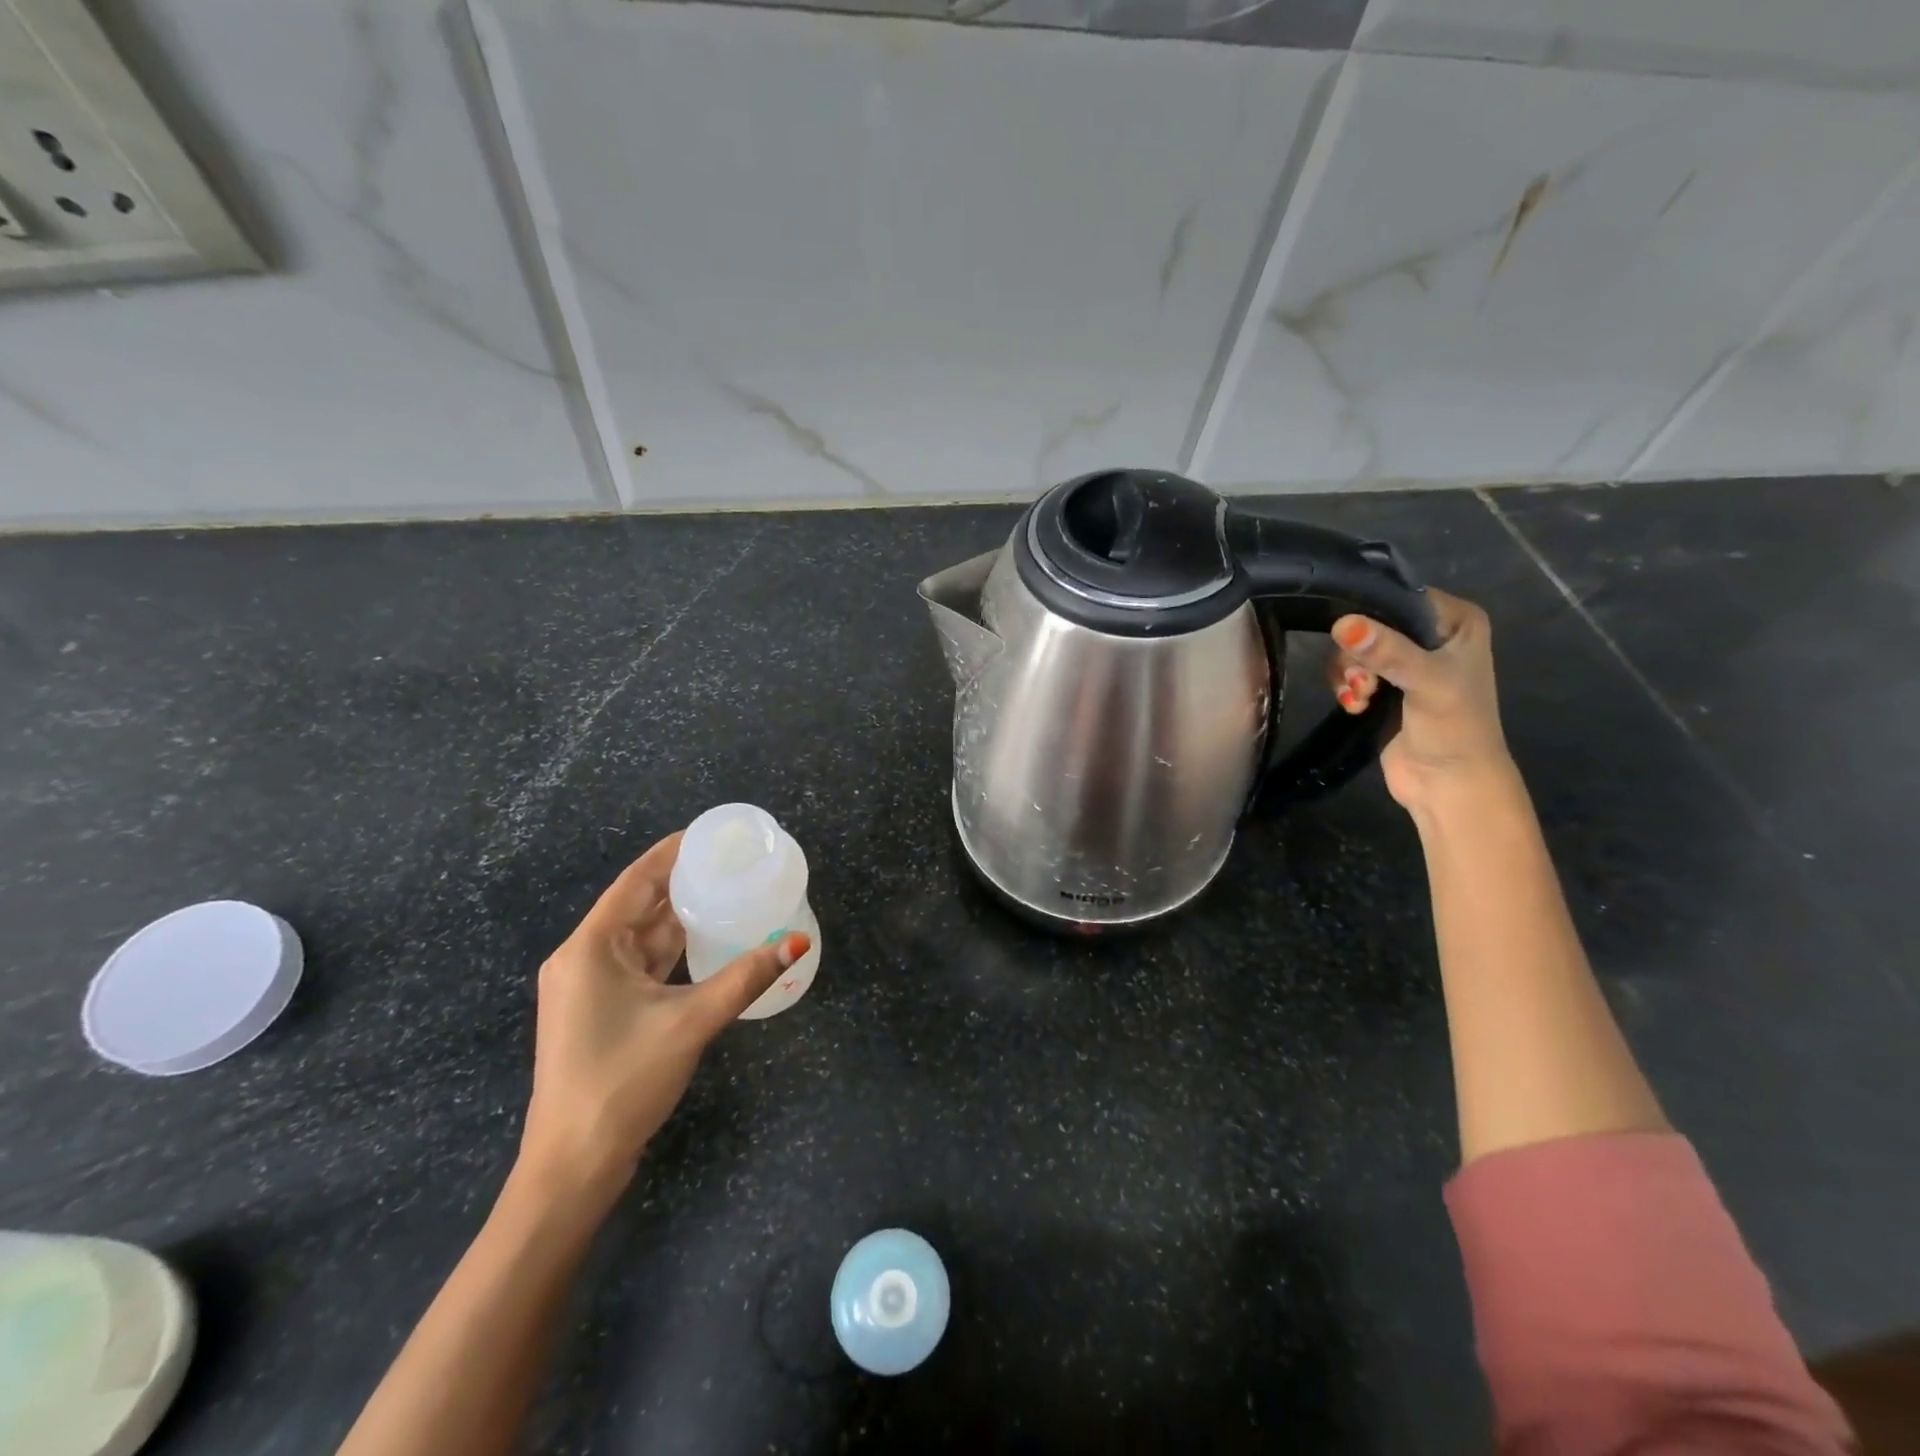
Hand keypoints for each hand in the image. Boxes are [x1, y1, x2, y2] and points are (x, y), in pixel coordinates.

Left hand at [517, 833, 809, 1200]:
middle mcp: (584, 958)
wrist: (573, 1164)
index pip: (636, 880)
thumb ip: (745, 977)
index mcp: (591, 948)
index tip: (711, 834)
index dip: (672, 852)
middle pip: (638, 905)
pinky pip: (640, 963)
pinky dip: (672, 948)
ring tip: (726, 891)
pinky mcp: (600, 1009)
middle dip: (682, 882)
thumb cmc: (623, 1080)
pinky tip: (705, 939)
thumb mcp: (690, 1021)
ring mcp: (590, 986)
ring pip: (641, 936)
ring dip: (679, 916)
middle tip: (731, 862)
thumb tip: (797, 941)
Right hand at [1328, 587, 1515, 815]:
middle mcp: (1432, 636)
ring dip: (1349, 674)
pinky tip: (1354, 706)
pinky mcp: (1385, 689)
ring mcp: (1407, 664)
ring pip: (1355, 650)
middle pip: (1371, 624)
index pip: (1401, 596)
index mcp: (1456, 621)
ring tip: (1359, 698)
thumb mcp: (1426, 683)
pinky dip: (1346, 688)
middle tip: (1364, 682)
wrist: (1449, 786)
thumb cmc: (1453, 729)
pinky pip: (1350, 673)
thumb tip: (1342, 624)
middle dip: (1357, 654)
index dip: (1370, 613)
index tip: (1351, 638)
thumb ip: (1388, 652)